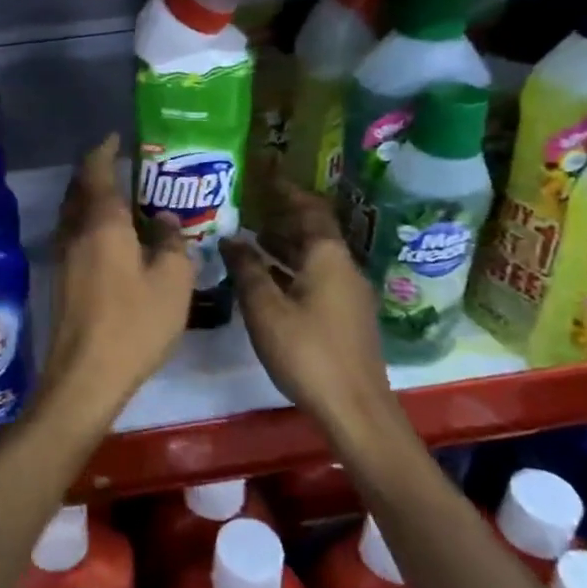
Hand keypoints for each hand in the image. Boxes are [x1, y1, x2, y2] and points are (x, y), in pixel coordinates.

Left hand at [42, 135, 194, 414]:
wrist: (86, 374)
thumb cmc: (135, 323)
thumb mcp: (172, 281)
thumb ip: (172, 242)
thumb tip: (165, 219)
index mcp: (102, 222)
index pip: (97, 170)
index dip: (105, 150)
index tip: (116, 137)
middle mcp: (76, 230)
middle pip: (79, 188)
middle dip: (95, 170)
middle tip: (121, 164)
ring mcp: (63, 254)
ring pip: (73, 211)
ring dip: (89, 196)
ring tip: (118, 197)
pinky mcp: (61, 277)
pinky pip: (73, 233)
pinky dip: (88, 221)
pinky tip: (110, 237)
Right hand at [221, 184, 400, 437]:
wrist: (356, 410)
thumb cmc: (307, 352)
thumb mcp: (265, 308)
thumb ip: (247, 269)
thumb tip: (230, 238)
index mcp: (328, 257)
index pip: (309, 209)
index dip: (286, 191)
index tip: (263, 177)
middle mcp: (344, 268)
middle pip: (313, 232)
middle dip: (281, 219)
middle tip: (247, 210)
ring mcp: (349, 294)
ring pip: (314, 257)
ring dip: (285, 247)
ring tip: (251, 242)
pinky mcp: (347, 318)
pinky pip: (317, 278)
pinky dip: (292, 270)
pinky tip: (268, 282)